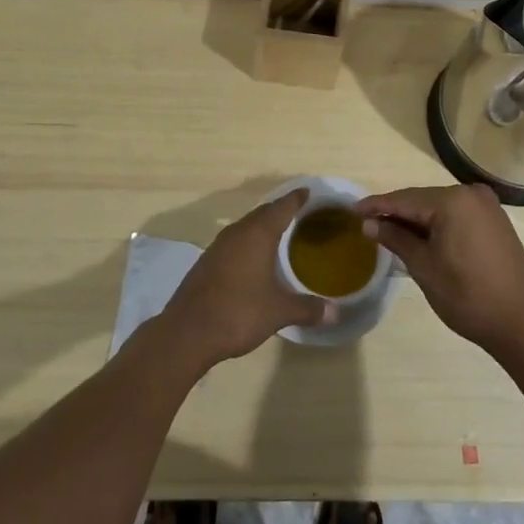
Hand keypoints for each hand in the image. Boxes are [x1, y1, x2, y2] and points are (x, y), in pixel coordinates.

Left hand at [160, 189, 333, 368]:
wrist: (188, 332)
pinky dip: (248, 242)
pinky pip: (234, 242)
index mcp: (258, 234)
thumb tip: (335, 313)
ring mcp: (218, 246)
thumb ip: (307, 309)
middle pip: (262, 213)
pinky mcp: (207, 262)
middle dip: (280, 210)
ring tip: (279, 233)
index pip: (281, 207)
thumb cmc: (239, 312)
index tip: (307, 191)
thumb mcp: (278, 312)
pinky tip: (253, 258)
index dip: (296, 199)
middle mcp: (237, 233)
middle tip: (298, 212)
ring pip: (246, 227)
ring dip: (262, 226)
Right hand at [357, 184, 523, 356]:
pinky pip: (457, 216)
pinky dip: (437, 224)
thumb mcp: (423, 267)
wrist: (521, 323)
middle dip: (396, 212)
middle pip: (423, 200)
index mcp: (453, 201)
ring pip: (440, 208)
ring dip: (416, 219)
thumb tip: (369, 223)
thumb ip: (396, 238)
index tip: (352, 210)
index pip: (405, 199)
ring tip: (388, 230)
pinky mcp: (495, 221)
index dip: (377, 205)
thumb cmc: (467, 296)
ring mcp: (487, 207)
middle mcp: (471, 194)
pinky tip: (420, 236)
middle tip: (367, 223)